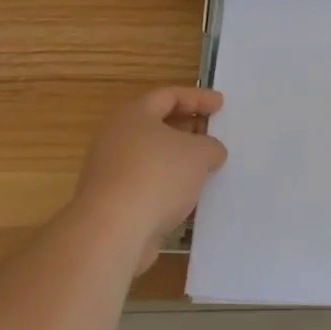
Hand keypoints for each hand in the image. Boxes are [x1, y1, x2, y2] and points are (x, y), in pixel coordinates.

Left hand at [71, 87, 226, 272]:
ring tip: (207, 170)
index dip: (198, 98)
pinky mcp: (111, 204)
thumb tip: (211, 152)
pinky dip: (168, 189)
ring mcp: (110, 173)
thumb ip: (211, 146)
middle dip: (188, 130)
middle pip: (157, 126)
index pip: (168, 96)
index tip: (220, 106)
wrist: (112, 233)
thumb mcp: (199, 153)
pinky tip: (190, 200)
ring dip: (179, 163)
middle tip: (213, 136)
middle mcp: (116, 139)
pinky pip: (147, 187)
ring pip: (152, 159)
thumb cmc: (157, 176)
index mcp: (133, 115)